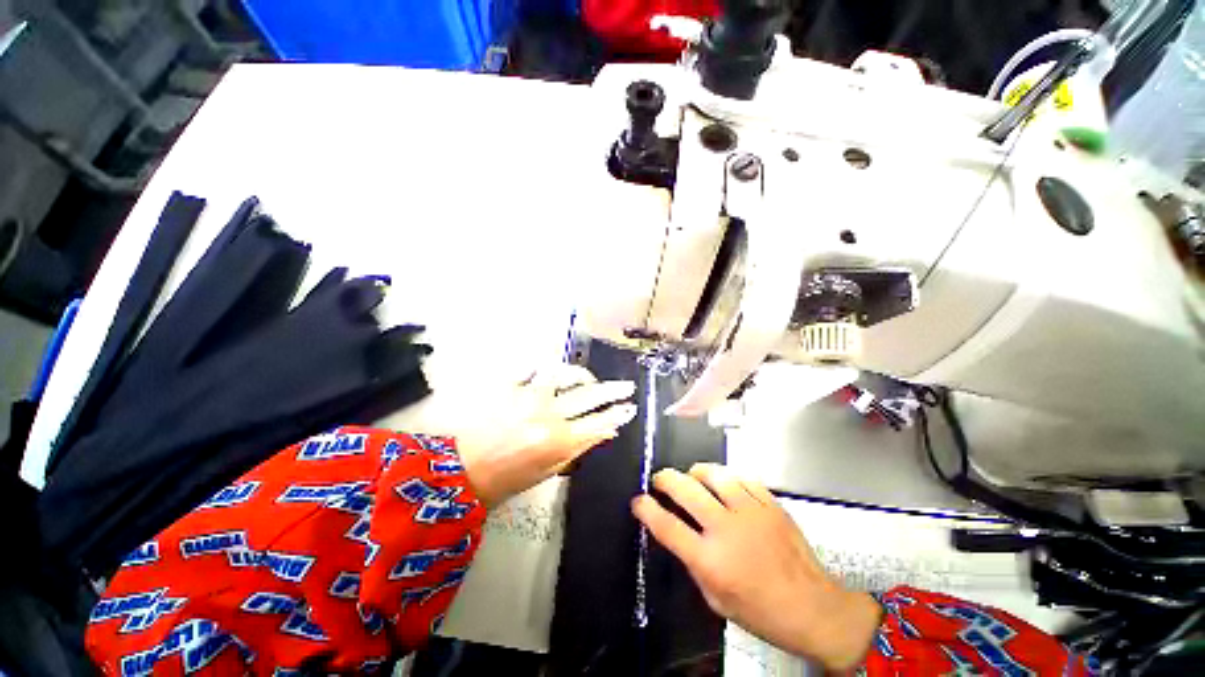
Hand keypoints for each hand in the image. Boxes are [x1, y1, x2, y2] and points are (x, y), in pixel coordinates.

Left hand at [457, 364, 636, 507]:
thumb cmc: (504, 480)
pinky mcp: (507, 385)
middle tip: (627, 385)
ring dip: (581, 375)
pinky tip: (553, 371)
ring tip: (588, 378)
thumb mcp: (547, 471)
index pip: (599, 422)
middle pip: (589, 396)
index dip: (618, 414)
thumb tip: (606, 433)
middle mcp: (547, 413)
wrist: (457, 472)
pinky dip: (545, 367)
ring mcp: (527, 395)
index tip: (631, 407)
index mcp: (558, 440)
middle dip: (613, 390)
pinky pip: (532, 367)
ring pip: (564, 374)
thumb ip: (579, 448)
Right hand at [632, 464, 881, 672]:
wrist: (814, 608)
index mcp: (711, 560)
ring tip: (690, 475)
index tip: (638, 501)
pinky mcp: (770, 503)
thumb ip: (693, 563)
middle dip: (665, 479)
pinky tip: (722, 481)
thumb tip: (676, 533)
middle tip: (659, 480)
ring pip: (713, 474)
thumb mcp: (716, 599)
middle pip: (686, 489)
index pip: (667, 527)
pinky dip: (726, 475)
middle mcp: (727, 530)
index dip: (647, 509)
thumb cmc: (762, 612)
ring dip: (695, 472)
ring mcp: (751, 512)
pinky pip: (741, 476)